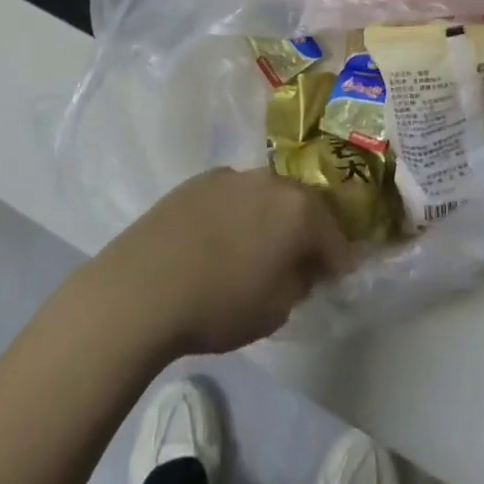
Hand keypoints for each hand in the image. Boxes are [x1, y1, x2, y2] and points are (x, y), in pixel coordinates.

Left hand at [81, 167, 354, 357]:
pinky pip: (233, 196)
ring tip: (258, 250)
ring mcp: (232, 175)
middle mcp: (270, 180)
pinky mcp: (199, 180)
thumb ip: (299, 282)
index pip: (334, 234)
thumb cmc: (220, 303)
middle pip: (301, 205)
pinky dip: (237, 215)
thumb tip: (303, 267)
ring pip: (265, 196)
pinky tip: (221, 242)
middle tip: (301, 262)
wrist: (144, 285)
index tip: (336, 279)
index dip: (338, 260)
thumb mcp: (276, 309)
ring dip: (269, 219)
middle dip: (306, 232)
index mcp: (298, 209)